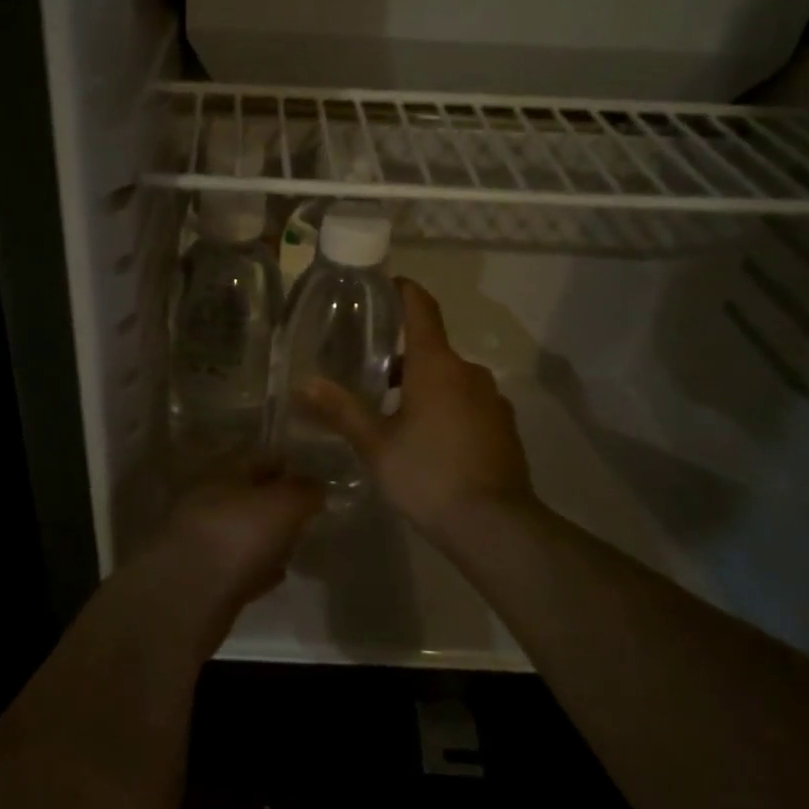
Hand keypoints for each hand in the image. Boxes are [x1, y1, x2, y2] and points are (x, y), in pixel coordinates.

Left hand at [143, 459, 323, 616]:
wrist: (187, 593)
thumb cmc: (239, 533)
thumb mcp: (284, 503)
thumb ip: (305, 490)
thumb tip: (315, 485)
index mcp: (223, 471)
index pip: (257, 456)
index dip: (285, 463)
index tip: (312, 475)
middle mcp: (208, 499)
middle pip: (247, 494)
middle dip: (274, 501)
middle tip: (306, 512)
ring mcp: (202, 539)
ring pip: (241, 530)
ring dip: (265, 535)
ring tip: (296, 542)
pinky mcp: (203, 577)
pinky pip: (238, 566)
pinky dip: (257, 567)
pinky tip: (277, 574)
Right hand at [299, 277, 534, 548]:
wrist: (495, 524)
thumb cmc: (428, 474)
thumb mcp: (376, 444)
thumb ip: (341, 410)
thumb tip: (304, 383)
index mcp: (437, 365)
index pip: (422, 309)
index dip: (404, 292)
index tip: (388, 284)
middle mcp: (469, 372)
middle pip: (432, 349)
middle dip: (401, 358)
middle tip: (368, 375)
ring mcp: (492, 400)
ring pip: (450, 380)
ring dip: (423, 387)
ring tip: (393, 416)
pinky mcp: (504, 427)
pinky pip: (468, 404)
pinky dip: (446, 409)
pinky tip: (428, 441)